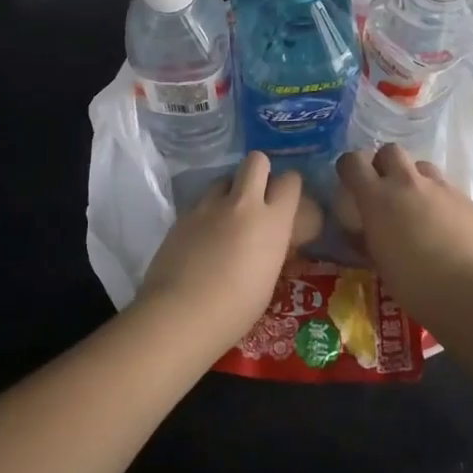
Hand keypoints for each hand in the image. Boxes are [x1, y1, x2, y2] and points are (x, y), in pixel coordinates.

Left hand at [139, 151, 302, 349]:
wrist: (182, 312)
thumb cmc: (236, 309)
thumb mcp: (269, 279)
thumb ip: (272, 248)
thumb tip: (272, 240)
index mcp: (272, 221)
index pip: (290, 180)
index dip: (290, 186)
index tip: (287, 200)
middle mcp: (242, 203)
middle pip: (256, 160)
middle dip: (260, 171)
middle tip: (257, 196)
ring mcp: (209, 205)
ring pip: (225, 177)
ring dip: (230, 190)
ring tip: (227, 216)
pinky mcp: (183, 214)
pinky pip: (202, 200)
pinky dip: (208, 211)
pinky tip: (203, 236)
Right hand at [336, 144, 472, 301]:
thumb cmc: (415, 284)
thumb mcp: (379, 262)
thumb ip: (369, 238)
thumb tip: (363, 232)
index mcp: (377, 197)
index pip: (352, 161)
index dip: (349, 168)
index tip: (351, 183)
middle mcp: (407, 183)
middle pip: (390, 151)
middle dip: (385, 164)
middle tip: (386, 189)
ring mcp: (441, 188)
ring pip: (422, 166)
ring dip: (415, 179)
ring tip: (418, 205)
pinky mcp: (468, 200)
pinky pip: (447, 189)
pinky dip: (440, 200)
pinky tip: (446, 226)